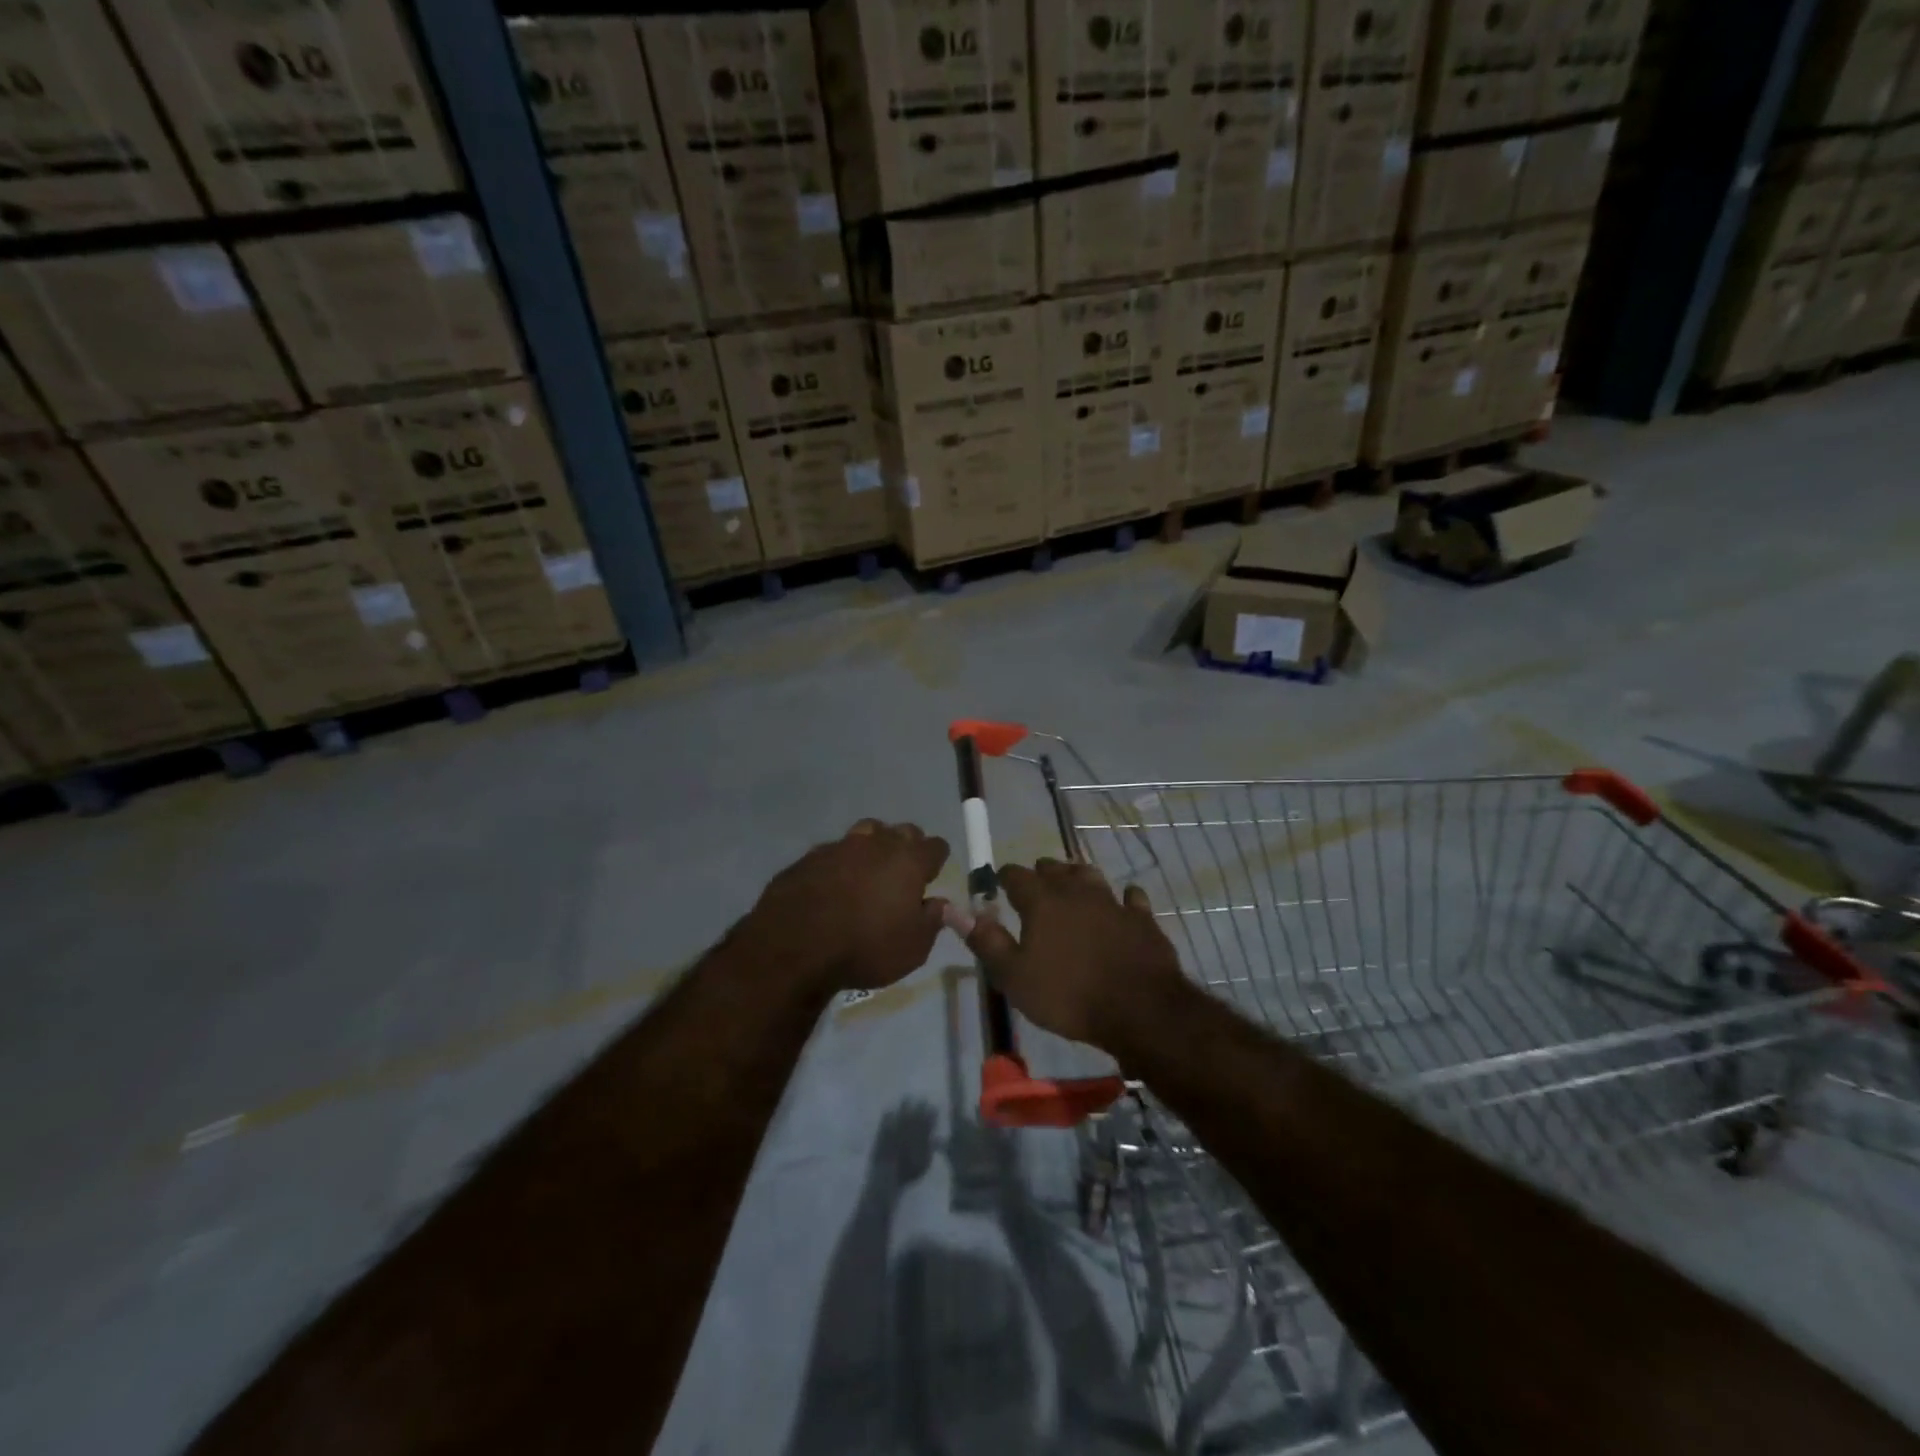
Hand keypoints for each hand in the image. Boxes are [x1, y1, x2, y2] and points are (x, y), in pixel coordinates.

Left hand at [744, 820, 950, 993]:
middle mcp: (876, 843)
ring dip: (873, 846)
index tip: (931, 876)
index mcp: (908, 861)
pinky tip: (833, 884)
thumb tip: (939, 904)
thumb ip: (931, 921)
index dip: (936, 860)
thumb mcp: (912, 948)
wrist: (794, 946)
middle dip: (907, 847)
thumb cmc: (865, 947)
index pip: (935, 846)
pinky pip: (833, 852)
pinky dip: (839, 863)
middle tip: (902, 873)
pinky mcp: (808, 857)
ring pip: (866, 832)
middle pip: (902, 831)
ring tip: (869, 872)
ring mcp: (839, 846)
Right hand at [952, 859, 1186, 1053]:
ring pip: (1090, 876)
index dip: (1005, 877)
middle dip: (1041, 873)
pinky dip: (1123, 898)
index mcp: (1041, 901)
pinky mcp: (1142, 918)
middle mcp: (1076, 891)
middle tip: (1034, 885)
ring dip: (1077, 877)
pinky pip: (1131, 898)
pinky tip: (1122, 903)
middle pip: (1054, 869)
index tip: (998, 884)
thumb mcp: (1014, 976)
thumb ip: (986, 941)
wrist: (1139, 1009)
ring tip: (1071, 885)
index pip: (1016, 875)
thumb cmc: (1068, 995)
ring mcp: (1112, 901)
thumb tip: (957, 911)